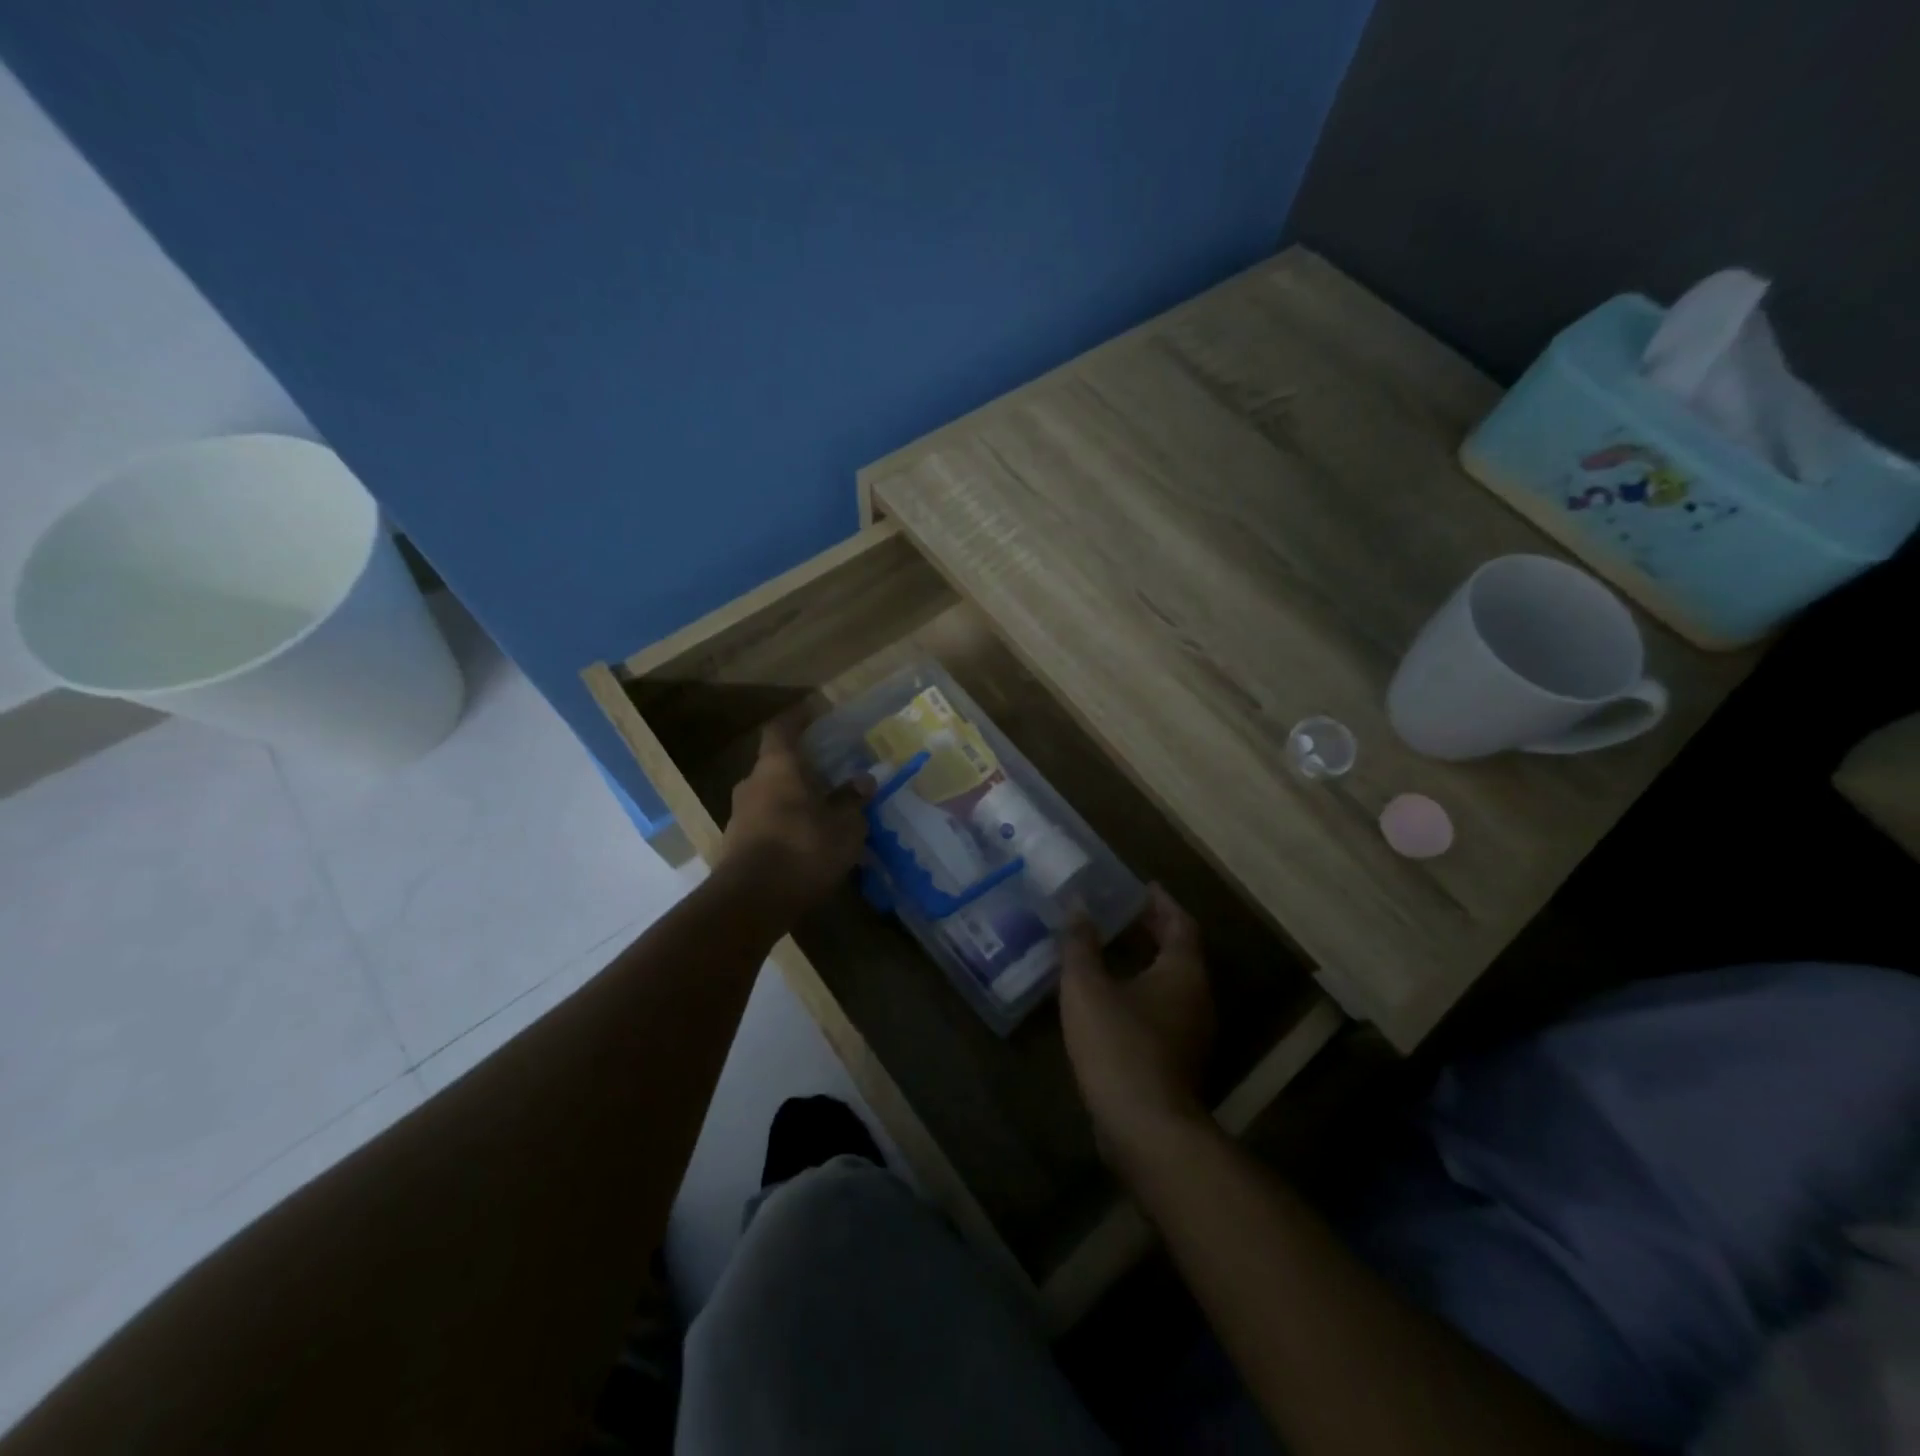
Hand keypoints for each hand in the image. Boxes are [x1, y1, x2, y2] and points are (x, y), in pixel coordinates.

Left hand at [719, 722, 871, 915]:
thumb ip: (853, 800)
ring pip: (770, 796)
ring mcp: (739, 815)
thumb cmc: (803, 848)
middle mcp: (752, 783)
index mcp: (777, 767)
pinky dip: (784, 825)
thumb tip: (864, 780)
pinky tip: (805, 842)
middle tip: (829, 773)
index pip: (782, 728)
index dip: (798, 719)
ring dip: (792, 799)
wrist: (751, 901)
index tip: (815, 715)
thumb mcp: (844, 825)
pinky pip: (765, 823)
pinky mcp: (736, 845)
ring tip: (821, 811)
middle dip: (801, 767)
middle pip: (775, 764)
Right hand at [1059, 885, 1214, 1169]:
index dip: (1162, 902)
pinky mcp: (1179, 1061)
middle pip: (1180, 953)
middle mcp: (1197, 998)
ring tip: (1115, 949)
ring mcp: (1192, 1034)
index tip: (1144, 886)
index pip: (1181, 923)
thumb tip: (1077, 906)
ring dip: (1149, 962)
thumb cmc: (1119, 1045)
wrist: (1145, 1128)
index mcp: (1183, 972)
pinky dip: (1144, 992)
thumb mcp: (1087, 987)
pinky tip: (1113, 998)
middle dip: (1155, 930)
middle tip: (1124, 912)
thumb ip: (1081, 944)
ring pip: (1173, 984)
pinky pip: (1164, 1010)